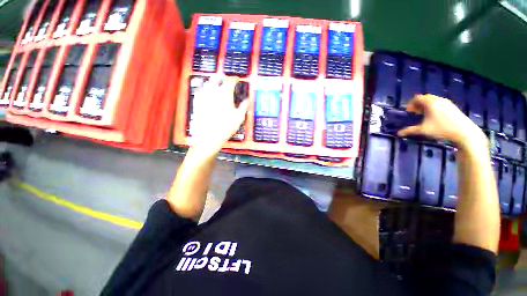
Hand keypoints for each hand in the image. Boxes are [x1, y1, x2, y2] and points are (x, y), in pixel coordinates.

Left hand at [189, 77, 250, 153]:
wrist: (209, 136)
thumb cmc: (226, 126)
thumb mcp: (239, 117)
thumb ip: (244, 106)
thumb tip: (247, 101)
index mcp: (225, 94)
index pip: (231, 81)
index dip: (235, 80)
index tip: (237, 80)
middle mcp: (213, 92)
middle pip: (216, 78)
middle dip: (221, 77)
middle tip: (225, 79)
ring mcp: (204, 97)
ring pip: (207, 83)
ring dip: (213, 83)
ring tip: (217, 86)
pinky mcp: (197, 103)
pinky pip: (200, 92)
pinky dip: (205, 91)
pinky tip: (206, 95)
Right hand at [398, 94, 487, 149]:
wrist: (464, 132)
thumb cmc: (441, 129)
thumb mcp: (423, 130)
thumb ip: (410, 131)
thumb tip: (398, 134)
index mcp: (430, 103)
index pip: (417, 98)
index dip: (411, 104)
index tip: (408, 111)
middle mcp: (438, 100)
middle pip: (425, 98)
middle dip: (418, 104)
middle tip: (415, 112)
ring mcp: (447, 102)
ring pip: (433, 100)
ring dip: (426, 105)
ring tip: (424, 114)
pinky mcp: (452, 106)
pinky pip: (440, 102)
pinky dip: (434, 106)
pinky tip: (434, 116)